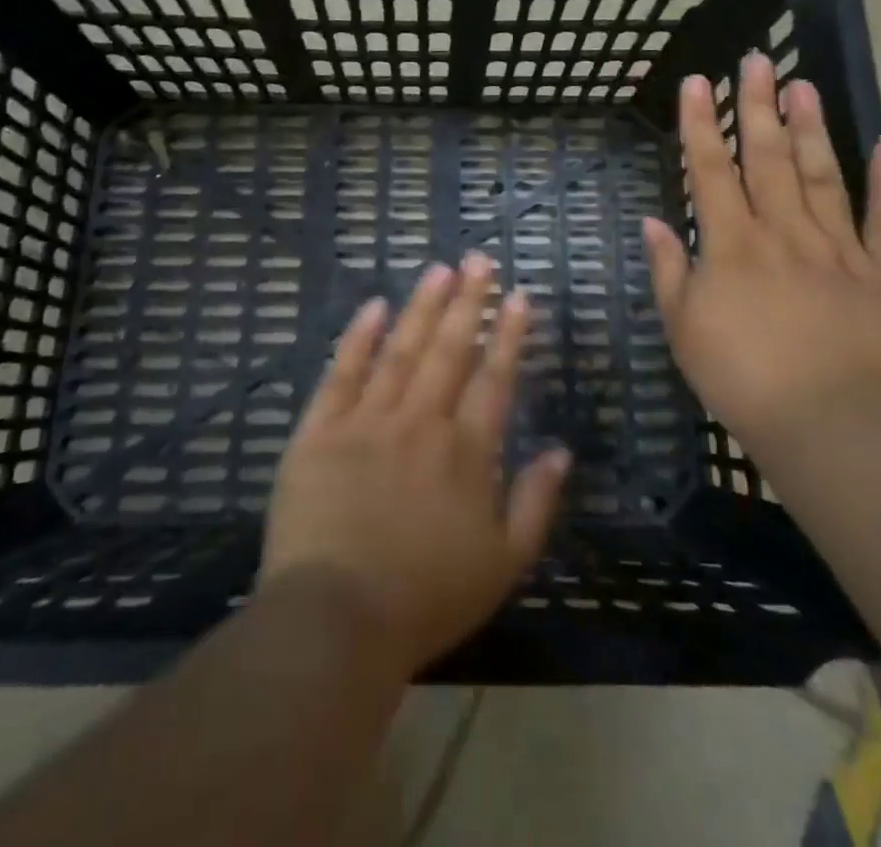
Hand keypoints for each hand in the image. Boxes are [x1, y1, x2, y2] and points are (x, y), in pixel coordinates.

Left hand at [260, 254, 571, 677]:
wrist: (336, 619)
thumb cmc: (426, 598)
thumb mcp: (503, 565)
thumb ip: (536, 503)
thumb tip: (560, 449)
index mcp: (466, 452)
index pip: (494, 378)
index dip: (509, 334)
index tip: (519, 296)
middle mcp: (421, 422)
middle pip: (449, 350)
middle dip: (468, 301)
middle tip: (479, 260)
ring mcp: (367, 420)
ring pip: (401, 349)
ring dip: (422, 306)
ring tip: (440, 269)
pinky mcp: (320, 429)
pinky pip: (342, 372)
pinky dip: (359, 337)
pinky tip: (374, 305)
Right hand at [641, 53, 880, 457]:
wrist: (829, 425)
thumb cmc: (741, 378)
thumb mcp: (683, 328)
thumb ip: (669, 270)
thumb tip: (654, 222)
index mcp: (732, 244)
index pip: (711, 169)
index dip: (701, 123)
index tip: (697, 82)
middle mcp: (784, 232)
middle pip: (769, 158)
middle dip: (757, 106)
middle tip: (756, 59)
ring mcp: (838, 249)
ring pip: (823, 175)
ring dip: (811, 127)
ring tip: (803, 84)